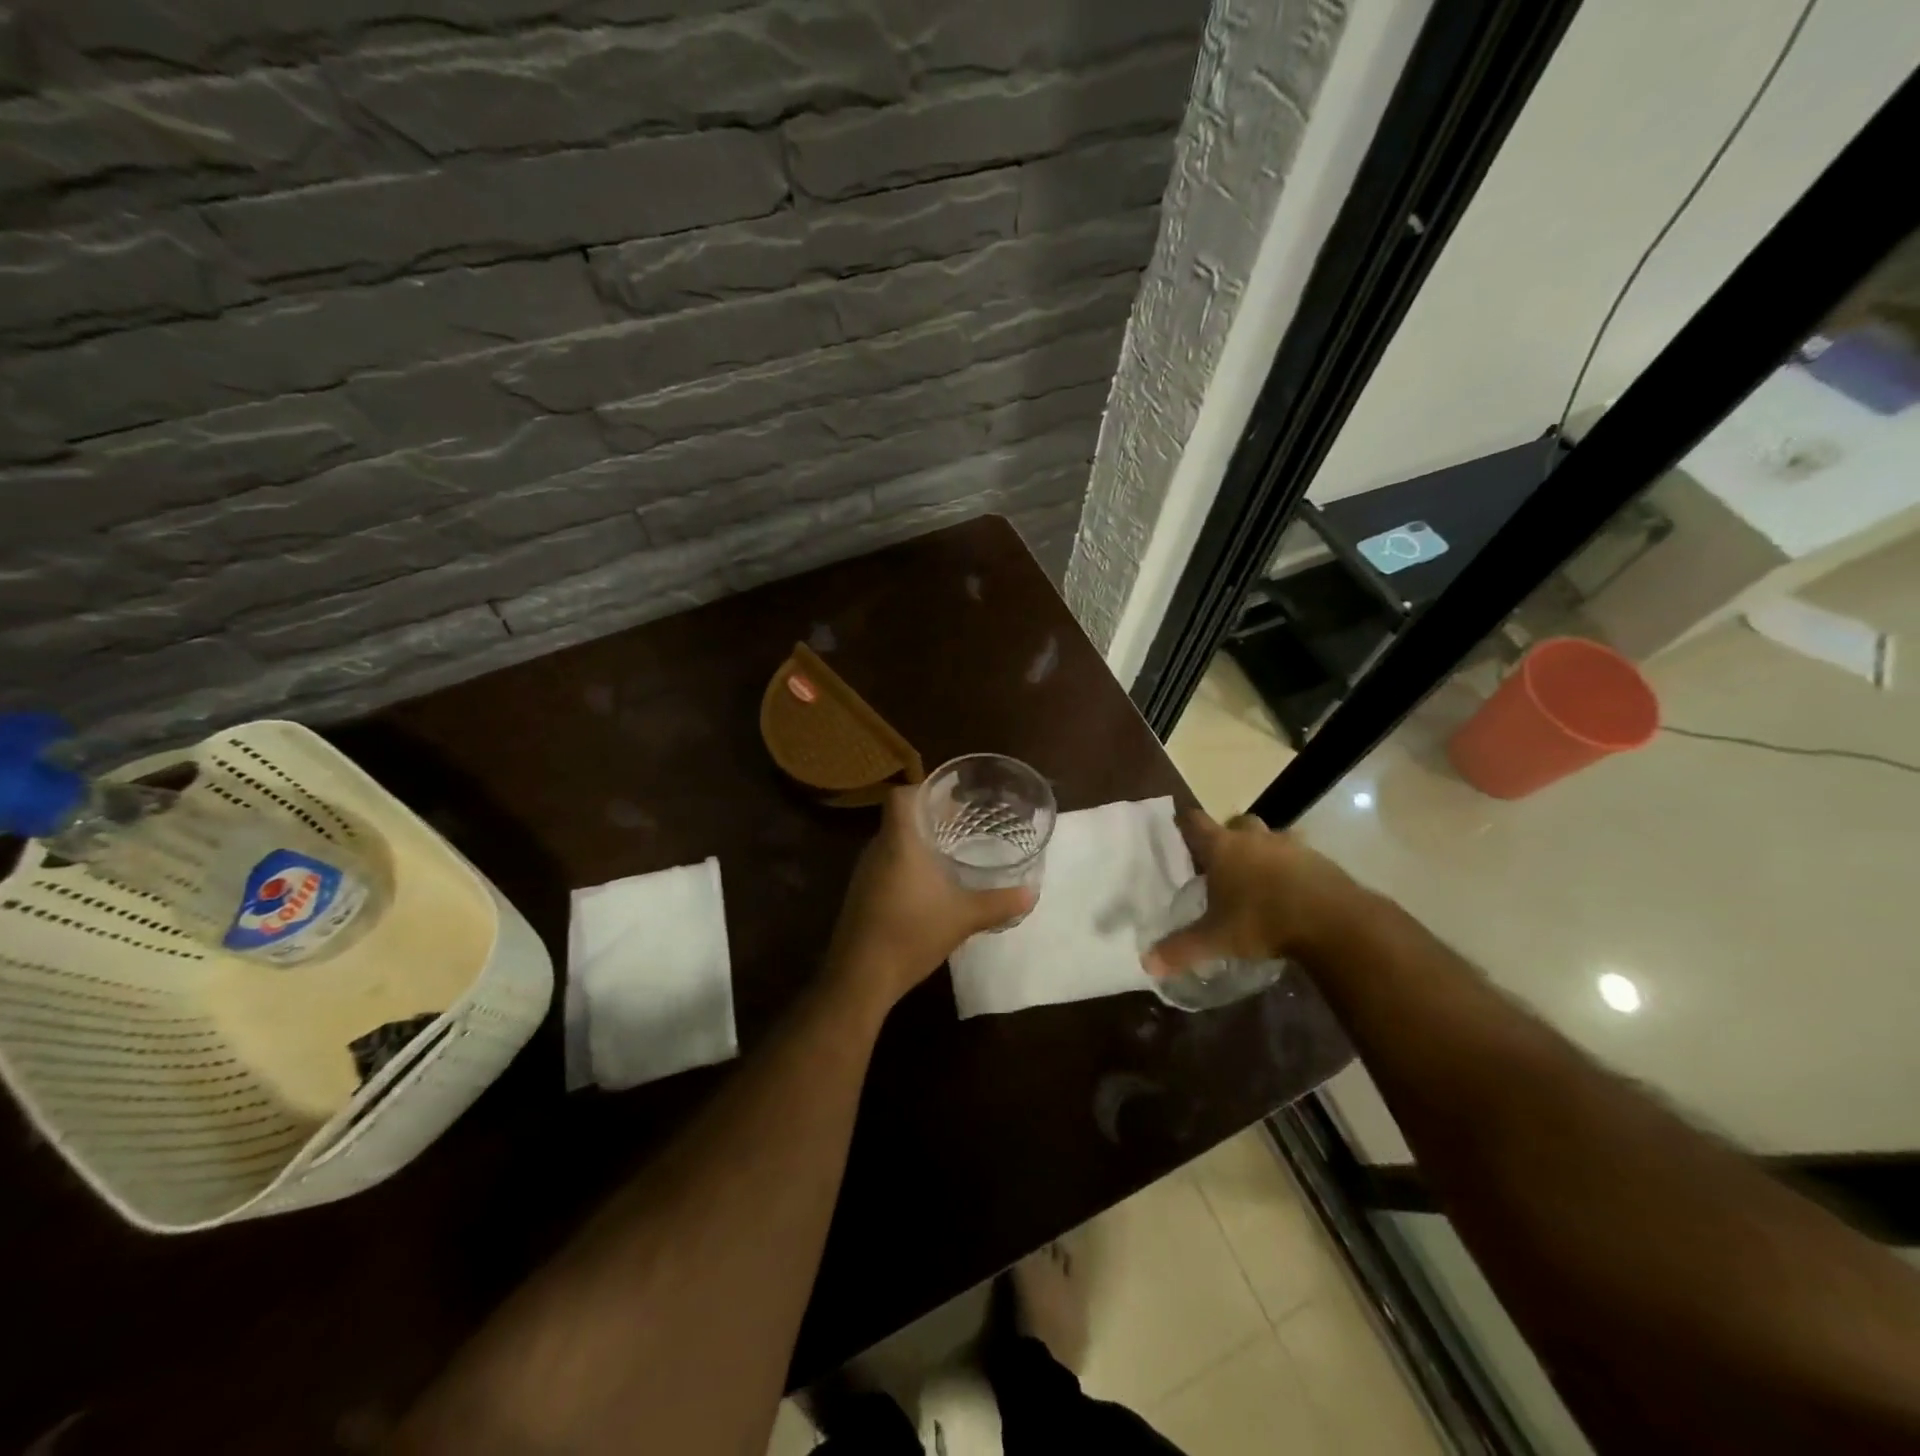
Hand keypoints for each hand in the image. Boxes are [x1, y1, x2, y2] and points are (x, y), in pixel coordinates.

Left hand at [826, 786, 1034, 1012]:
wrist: (860, 976)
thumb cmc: (911, 933)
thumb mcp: (963, 917)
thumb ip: (998, 903)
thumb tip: (1031, 893)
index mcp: (899, 842)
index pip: (900, 796)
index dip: (923, 790)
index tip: (950, 799)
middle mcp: (877, 850)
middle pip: (898, 819)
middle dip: (927, 818)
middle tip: (960, 823)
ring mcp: (865, 874)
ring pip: (891, 844)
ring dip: (916, 844)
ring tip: (948, 853)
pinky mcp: (860, 896)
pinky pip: (884, 867)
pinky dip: (905, 867)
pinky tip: (927, 887)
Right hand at [1142, 810, 1360, 979]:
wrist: (1333, 921)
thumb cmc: (1262, 921)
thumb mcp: (1217, 939)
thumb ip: (1181, 948)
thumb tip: (1147, 963)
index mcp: (1223, 848)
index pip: (1195, 822)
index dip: (1185, 822)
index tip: (1179, 825)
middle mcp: (1254, 838)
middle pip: (1237, 823)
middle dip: (1230, 835)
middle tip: (1224, 859)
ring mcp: (1290, 846)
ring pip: (1271, 837)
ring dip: (1264, 850)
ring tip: (1260, 876)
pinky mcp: (1320, 860)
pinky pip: (1300, 856)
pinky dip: (1292, 867)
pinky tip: (1292, 891)